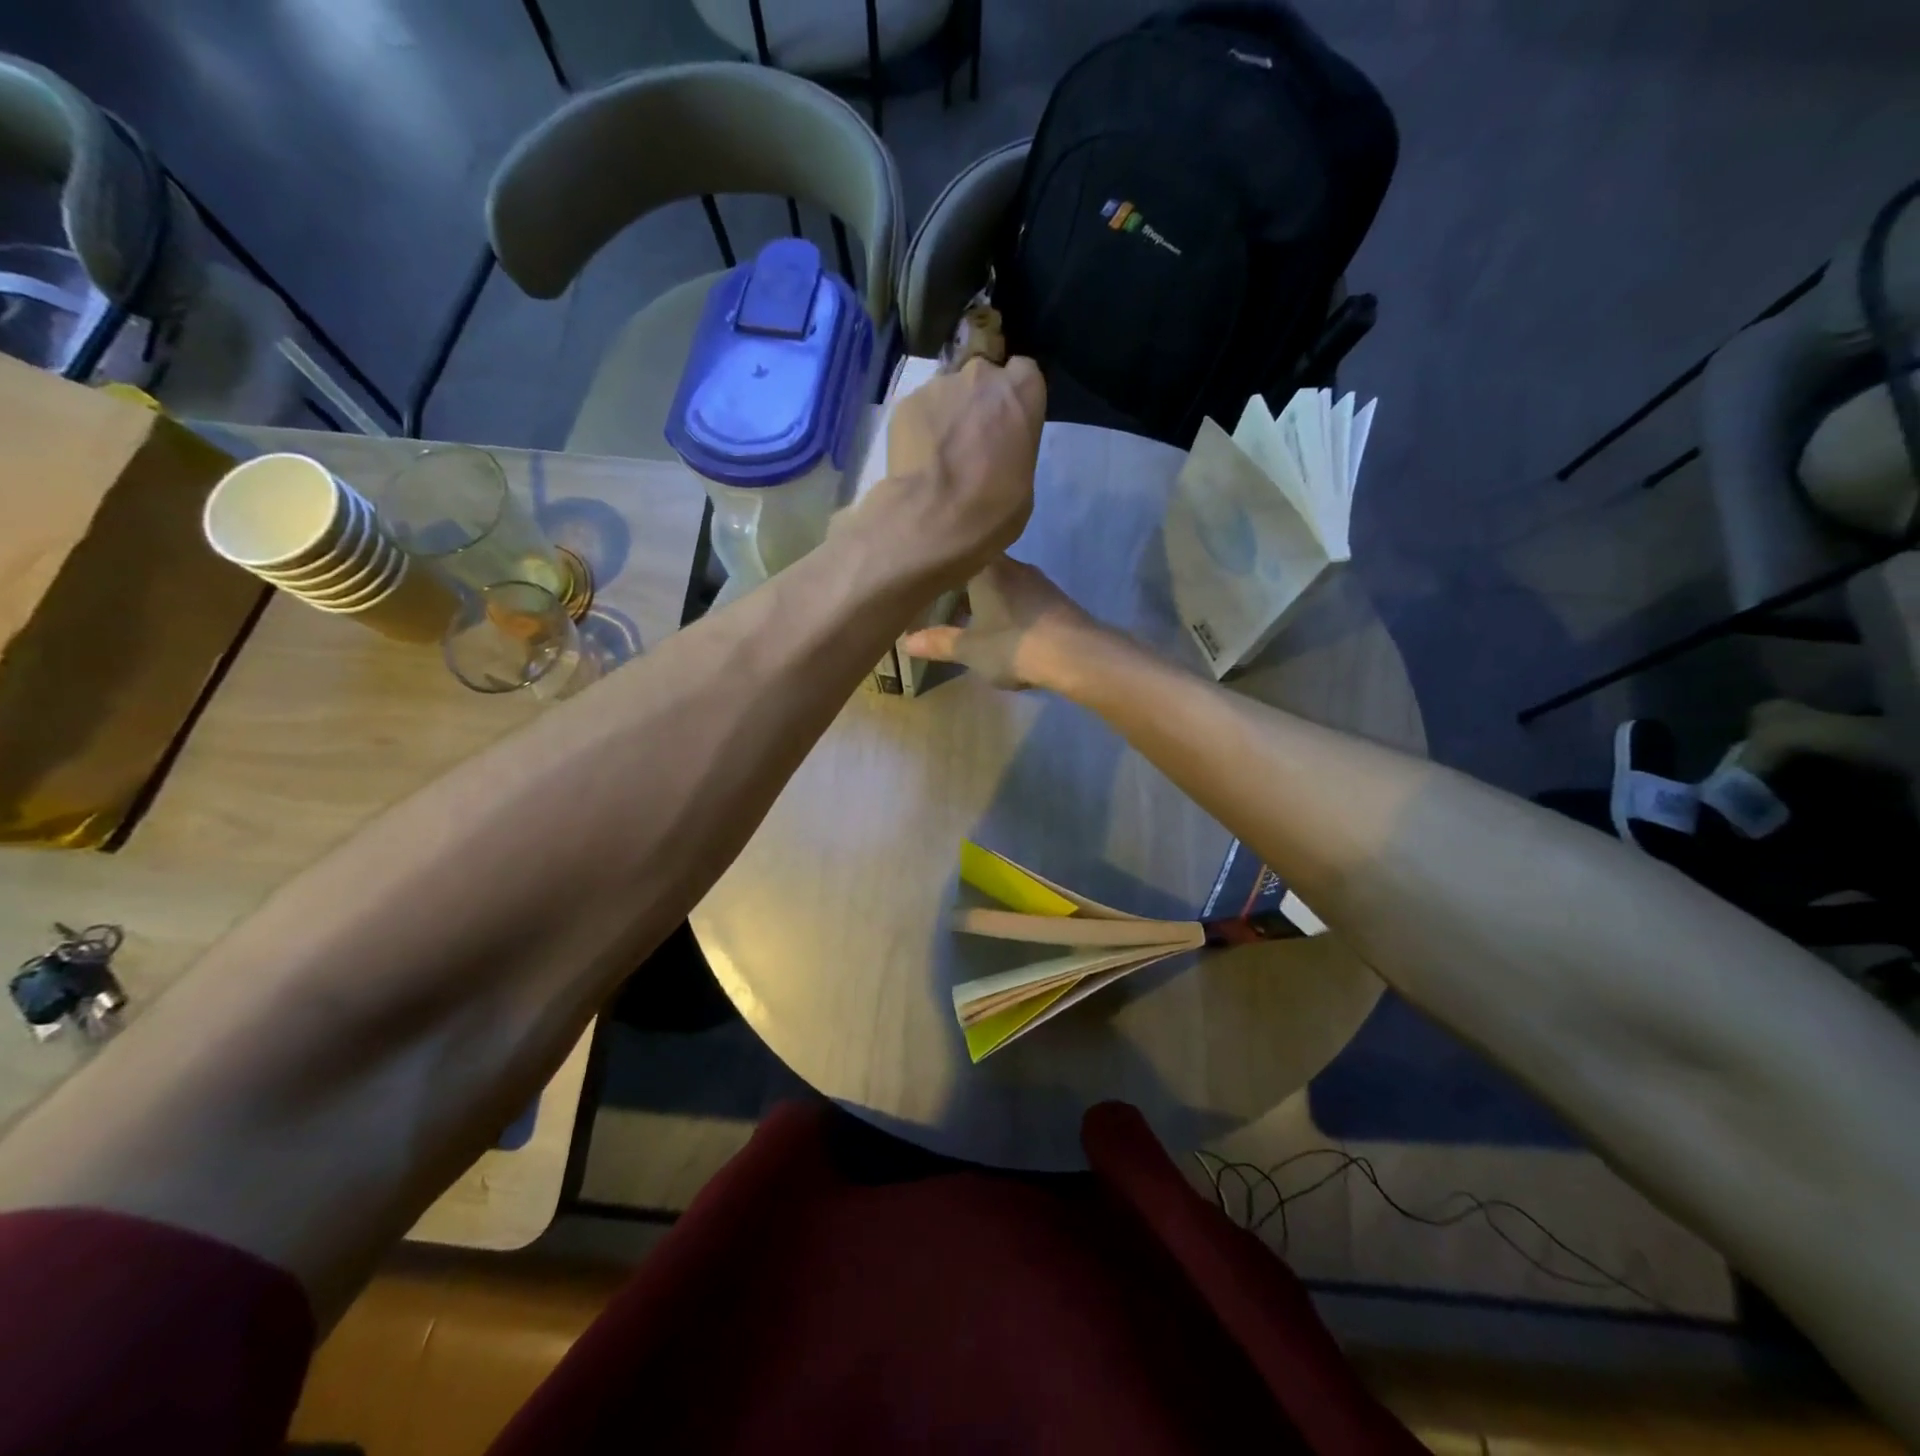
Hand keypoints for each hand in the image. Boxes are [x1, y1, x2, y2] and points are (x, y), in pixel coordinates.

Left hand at [861, 356, 1045, 584]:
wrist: (933, 519)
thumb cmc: (992, 508)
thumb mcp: (1023, 480)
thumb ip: (1012, 447)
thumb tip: (996, 450)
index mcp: (1020, 392)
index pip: (1023, 373)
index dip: (1014, 397)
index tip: (1009, 421)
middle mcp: (980, 376)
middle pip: (982, 376)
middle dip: (979, 400)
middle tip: (972, 438)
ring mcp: (938, 386)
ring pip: (947, 392)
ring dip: (948, 414)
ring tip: (940, 455)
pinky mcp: (905, 404)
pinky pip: (920, 410)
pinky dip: (920, 428)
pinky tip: (919, 460)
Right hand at [901, 556, 1102, 690]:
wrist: (1076, 654)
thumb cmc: (1013, 644)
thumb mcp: (969, 649)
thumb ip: (938, 643)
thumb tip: (906, 642)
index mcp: (987, 568)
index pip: (958, 554)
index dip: (941, 569)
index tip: (927, 585)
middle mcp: (1014, 565)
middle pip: (981, 569)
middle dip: (963, 589)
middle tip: (944, 610)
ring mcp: (1039, 582)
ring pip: (1003, 584)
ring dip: (987, 601)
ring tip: (972, 624)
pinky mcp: (1056, 601)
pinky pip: (1023, 599)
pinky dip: (1009, 610)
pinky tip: (1006, 631)